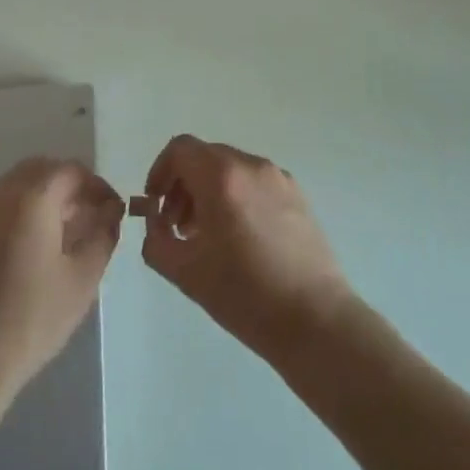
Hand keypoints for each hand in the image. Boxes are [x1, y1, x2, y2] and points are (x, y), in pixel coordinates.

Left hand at [0, 158, 123, 402]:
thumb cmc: (32, 320)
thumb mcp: (83, 280)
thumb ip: (102, 236)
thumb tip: (111, 211)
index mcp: (32, 200)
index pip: (70, 170)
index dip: (96, 185)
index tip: (111, 210)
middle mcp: (0, 197)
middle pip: (40, 170)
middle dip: (68, 185)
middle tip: (88, 215)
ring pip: (15, 186)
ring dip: (42, 197)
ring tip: (63, 233)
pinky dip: (19, 213)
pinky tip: (30, 251)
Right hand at [140, 135, 353, 361]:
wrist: (314, 319)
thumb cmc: (244, 294)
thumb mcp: (184, 271)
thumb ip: (156, 238)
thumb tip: (155, 220)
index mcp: (222, 176)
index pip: (180, 149)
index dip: (160, 172)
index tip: (156, 205)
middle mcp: (251, 165)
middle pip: (205, 157)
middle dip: (183, 185)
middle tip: (177, 227)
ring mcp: (279, 178)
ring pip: (230, 169)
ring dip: (209, 192)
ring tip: (206, 236)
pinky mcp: (298, 195)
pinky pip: (254, 182)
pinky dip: (236, 197)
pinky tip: (239, 239)